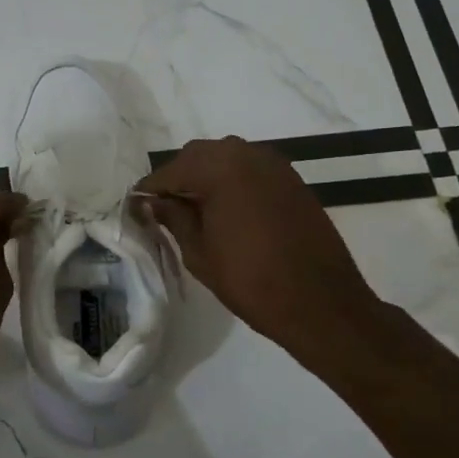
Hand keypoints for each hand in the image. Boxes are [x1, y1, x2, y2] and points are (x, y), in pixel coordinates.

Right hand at [138, 136, 383, 363]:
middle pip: (198, 156)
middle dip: (178, 178)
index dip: (150, 190)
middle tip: (165, 209)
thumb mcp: (199, 252)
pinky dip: (232, 181)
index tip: (136, 207)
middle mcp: (247, 154)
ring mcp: (274, 165)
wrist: (321, 303)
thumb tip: (152, 202)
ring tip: (194, 211)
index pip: (171, 171)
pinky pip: (250, 168)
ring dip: (205, 177)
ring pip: (226, 158)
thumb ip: (173, 218)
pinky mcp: (292, 179)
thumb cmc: (251, 281)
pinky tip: (226, 210)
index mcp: (219, 168)